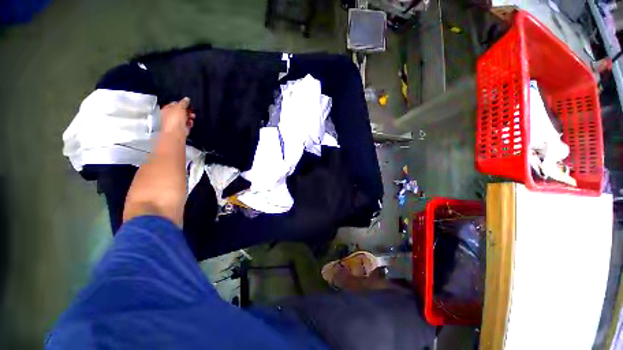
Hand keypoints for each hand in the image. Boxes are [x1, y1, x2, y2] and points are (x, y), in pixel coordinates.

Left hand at [161, 97, 194, 135]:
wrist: (176, 133)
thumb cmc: (174, 120)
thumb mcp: (179, 107)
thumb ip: (183, 102)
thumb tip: (187, 99)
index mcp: (166, 109)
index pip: (174, 104)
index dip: (182, 104)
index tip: (188, 104)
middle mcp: (169, 116)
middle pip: (180, 112)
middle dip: (187, 111)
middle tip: (191, 111)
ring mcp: (175, 123)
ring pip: (184, 118)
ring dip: (189, 117)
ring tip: (192, 117)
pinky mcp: (180, 129)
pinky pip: (186, 125)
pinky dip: (189, 124)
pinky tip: (191, 123)